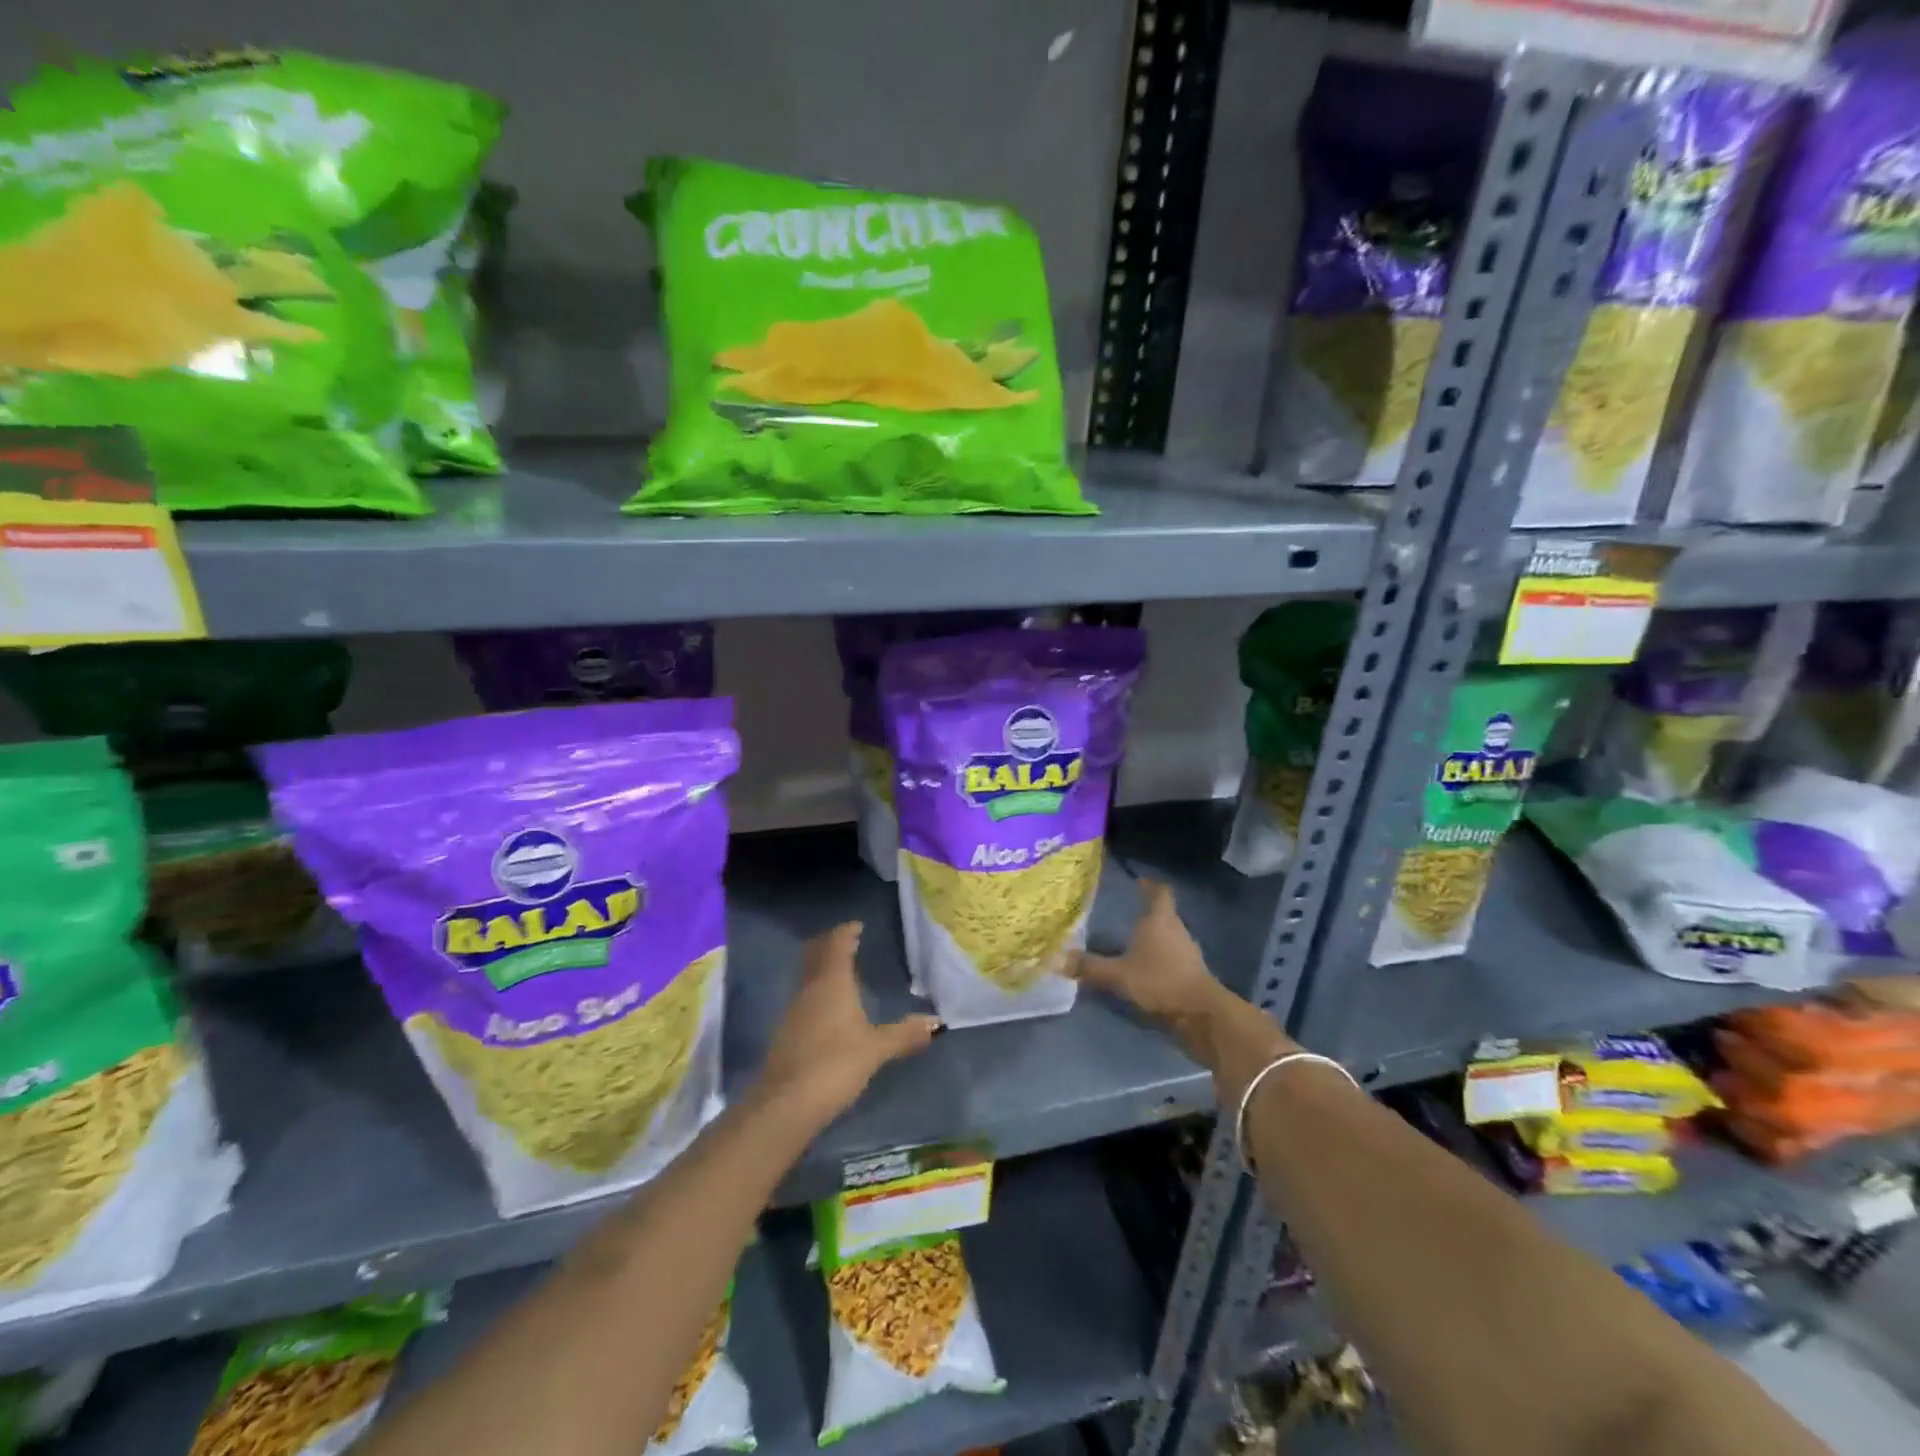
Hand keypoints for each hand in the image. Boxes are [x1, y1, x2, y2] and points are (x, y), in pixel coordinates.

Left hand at [756, 922, 940, 1124]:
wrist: (785, 1105)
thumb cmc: (835, 1064)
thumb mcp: (876, 1049)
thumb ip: (904, 1034)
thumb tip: (935, 1023)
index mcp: (832, 982)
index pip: (836, 944)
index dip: (846, 932)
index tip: (857, 926)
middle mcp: (809, 990)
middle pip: (816, 955)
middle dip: (830, 945)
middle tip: (848, 942)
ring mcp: (793, 1011)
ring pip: (808, 978)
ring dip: (823, 970)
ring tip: (844, 975)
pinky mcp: (786, 1034)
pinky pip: (805, 1000)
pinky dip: (818, 994)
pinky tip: (831, 1012)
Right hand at [1075, 879, 1222, 1021]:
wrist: (1200, 1013)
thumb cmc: (1159, 980)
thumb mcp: (1119, 974)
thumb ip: (1090, 966)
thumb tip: (1058, 960)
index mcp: (1160, 919)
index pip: (1160, 891)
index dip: (1149, 885)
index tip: (1138, 882)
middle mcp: (1176, 929)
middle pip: (1163, 914)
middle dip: (1145, 914)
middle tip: (1123, 916)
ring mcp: (1187, 951)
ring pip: (1168, 937)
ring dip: (1153, 939)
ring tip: (1131, 944)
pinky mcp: (1192, 973)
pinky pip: (1172, 957)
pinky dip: (1159, 959)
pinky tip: (1144, 970)